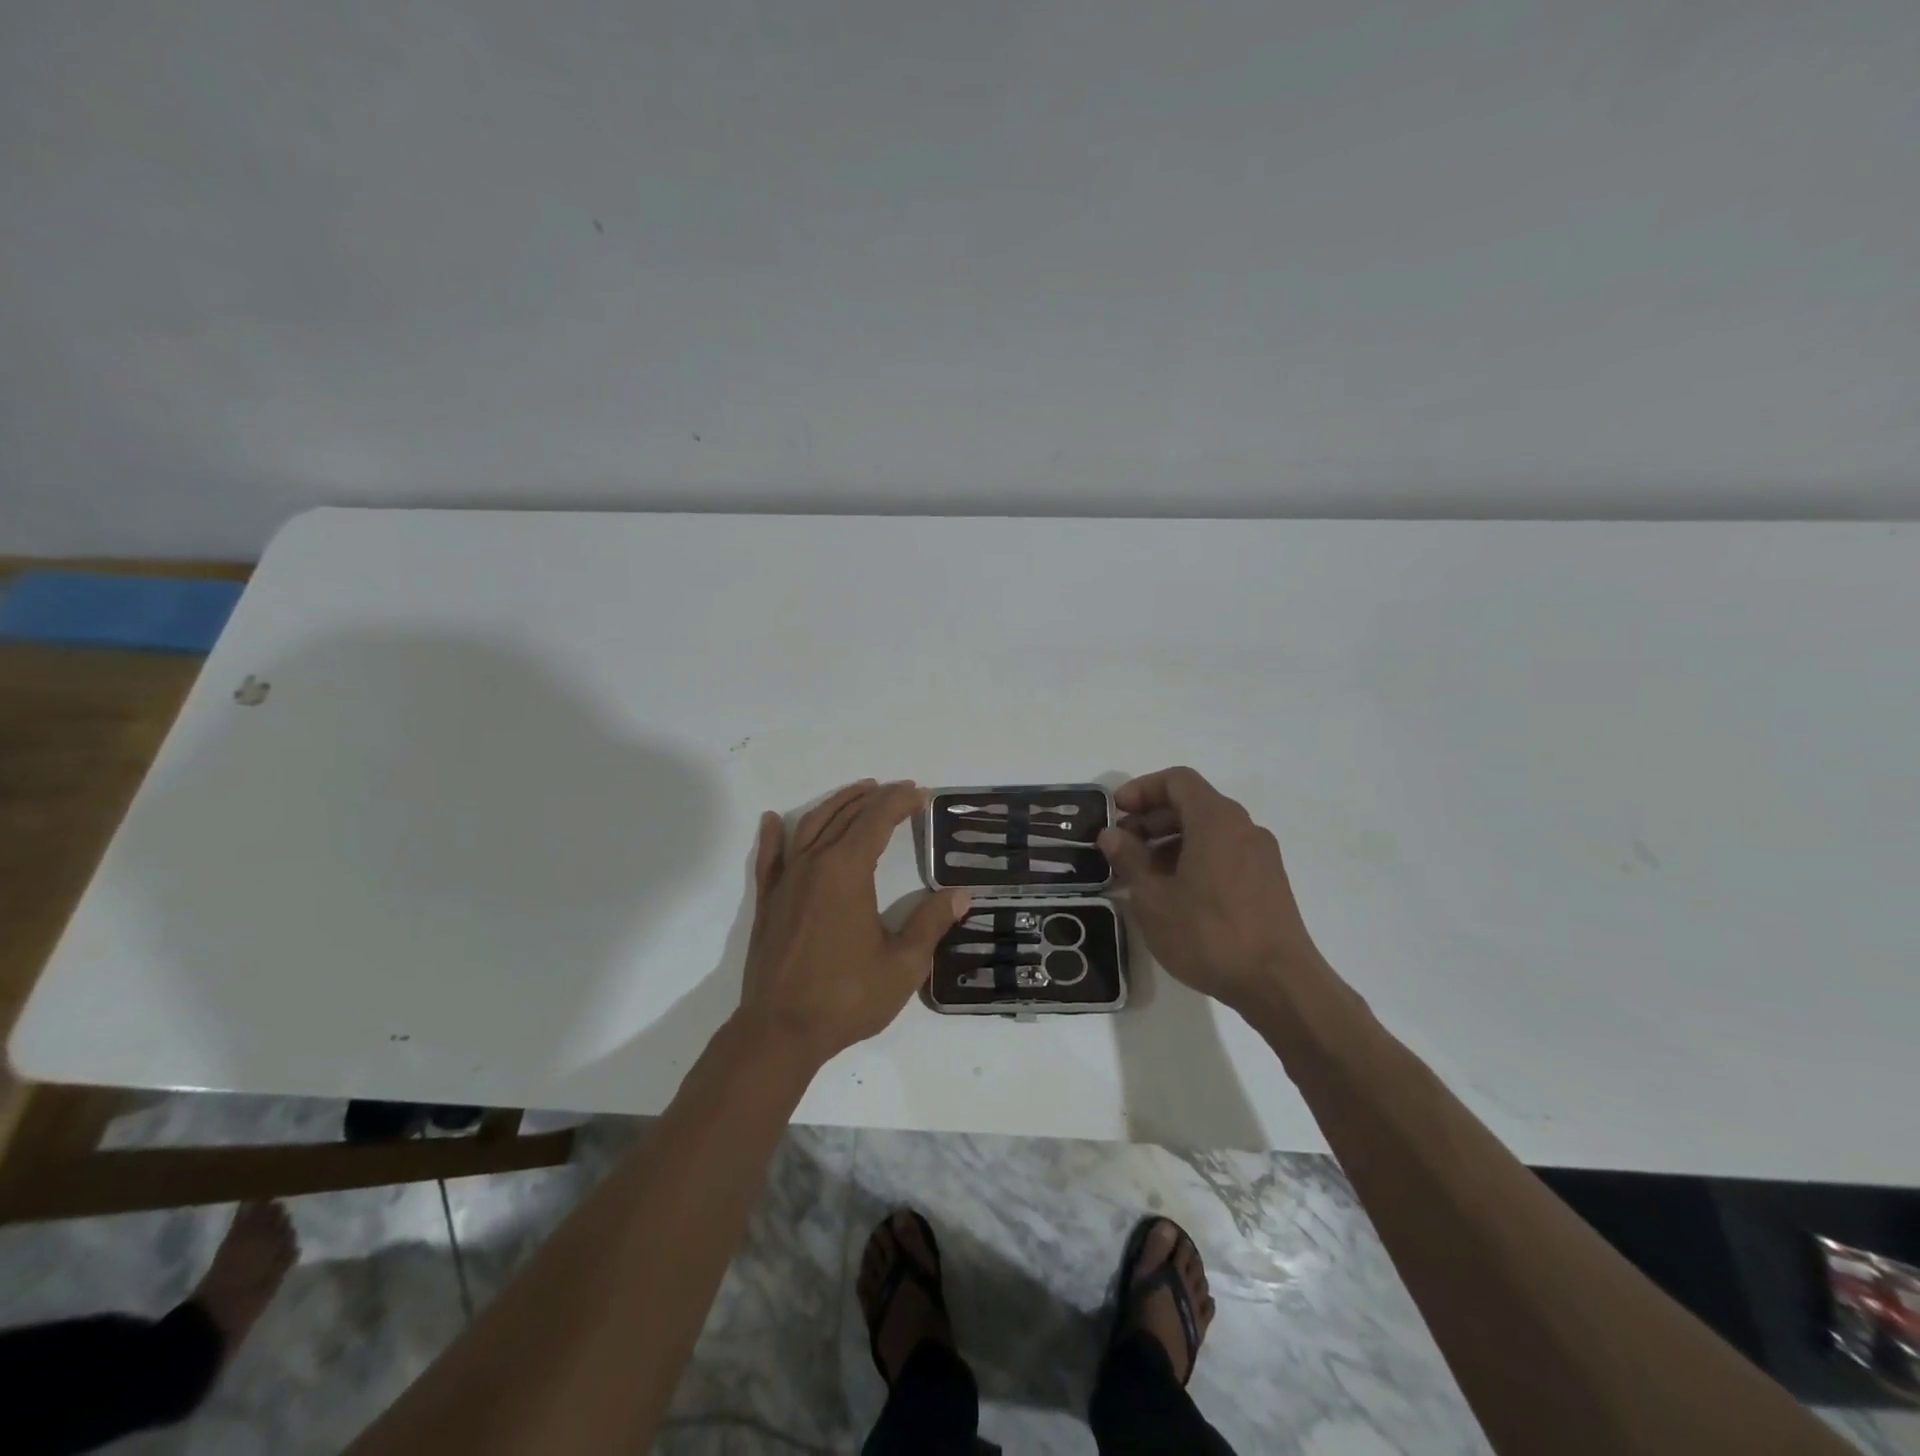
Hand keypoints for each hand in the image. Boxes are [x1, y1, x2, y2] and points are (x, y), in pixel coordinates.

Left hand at [737, 779, 970, 1067]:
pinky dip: (772, 835)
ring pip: (809, 827)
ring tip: (858, 793)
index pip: (875, 822)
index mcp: (847, 872)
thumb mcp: (903, 965)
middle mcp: (814, 865)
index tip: (919, 794)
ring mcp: (785, 882)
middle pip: (844, 817)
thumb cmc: (845, 998)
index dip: (899, 803)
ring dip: (834, 805)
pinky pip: (769, 858)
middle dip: (873, 799)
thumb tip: (961, 895)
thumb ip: (930, 924)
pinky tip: (771, 820)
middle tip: (898, 790)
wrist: (779, 1032)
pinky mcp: (767, 902)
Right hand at [1097, 767, 1322, 1012]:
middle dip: (1152, 818)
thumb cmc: (1210, 934)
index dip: (1142, 789)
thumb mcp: (1154, 898)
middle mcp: (1243, 827)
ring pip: (1208, 831)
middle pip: (1192, 804)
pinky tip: (1174, 894)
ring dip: (1170, 841)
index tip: (1117, 813)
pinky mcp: (1268, 882)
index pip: (1177, 780)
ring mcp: (1260, 855)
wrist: (1280, 985)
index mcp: (1216, 820)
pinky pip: (1224, 853)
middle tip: (1121, 847)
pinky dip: (1194, 858)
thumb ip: (1130, 859)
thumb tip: (1111, 834)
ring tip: (1142, 875)